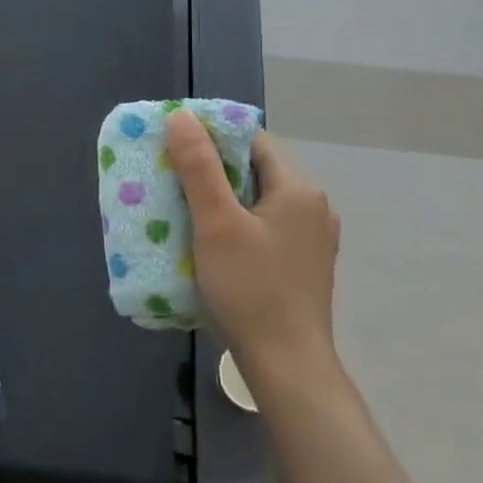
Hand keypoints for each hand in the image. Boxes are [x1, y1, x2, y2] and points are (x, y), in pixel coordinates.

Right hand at [164, 109, 341, 387]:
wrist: (287, 365)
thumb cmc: (251, 289)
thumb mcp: (216, 223)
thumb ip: (198, 167)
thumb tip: (181, 117)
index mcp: (298, 189)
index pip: (252, 141)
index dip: (212, 136)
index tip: (174, 146)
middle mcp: (313, 207)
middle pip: (255, 170)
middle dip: (211, 169)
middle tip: (169, 176)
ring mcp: (311, 239)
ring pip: (258, 201)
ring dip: (222, 199)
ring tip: (181, 207)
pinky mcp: (301, 265)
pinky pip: (264, 227)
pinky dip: (236, 224)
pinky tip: (209, 242)